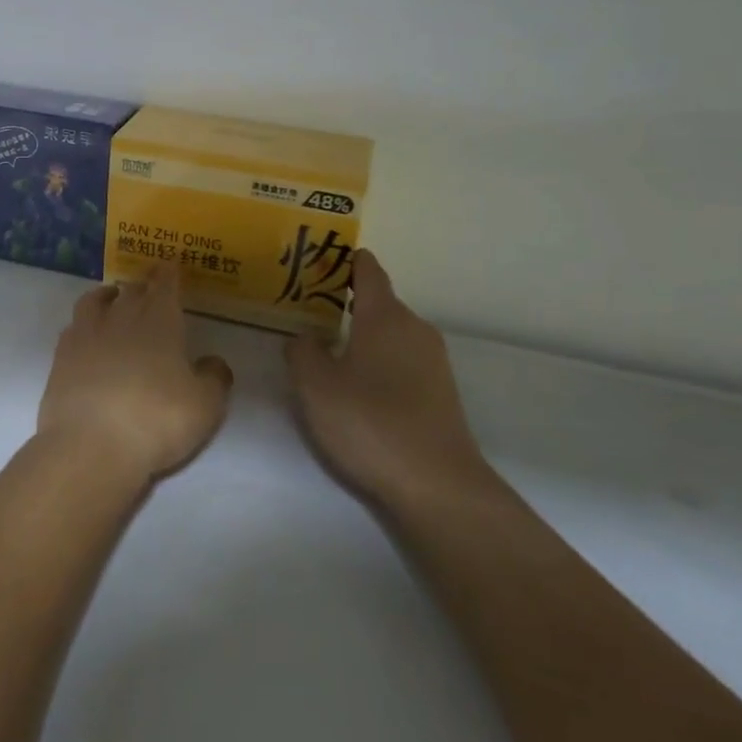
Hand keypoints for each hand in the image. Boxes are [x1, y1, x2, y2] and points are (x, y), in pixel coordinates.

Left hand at [36, 265, 233, 483]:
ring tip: (112, 299)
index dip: (169, 273)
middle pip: (131, 290)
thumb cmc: (156, 421)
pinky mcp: (60, 357)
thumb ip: (214, 378)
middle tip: (147, 287)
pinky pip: (73, 328)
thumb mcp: (205, 405)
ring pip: (94, 300)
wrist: (90, 446)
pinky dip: (83, 324)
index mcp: (160, 321)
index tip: (170, 264)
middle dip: (142, 285)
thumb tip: (213, 362)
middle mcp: (121, 317)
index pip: (165, 285)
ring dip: (106, 296)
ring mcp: (86, 335)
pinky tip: (86, 334)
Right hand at [286, 250, 494, 513]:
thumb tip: (304, 337)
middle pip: (379, 302)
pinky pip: (402, 361)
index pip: (368, 271)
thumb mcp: (315, 385)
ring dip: (362, 335)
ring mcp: (433, 362)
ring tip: (328, 347)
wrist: (436, 484)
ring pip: (390, 334)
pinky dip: (378, 360)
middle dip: (346, 301)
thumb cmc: (369, 422)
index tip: (321, 256)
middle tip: (308, 308)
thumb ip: (301, 351)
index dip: (346, 260)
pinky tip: (358, 385)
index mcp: (385, 316)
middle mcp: (415, 329)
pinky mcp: (440, 392)